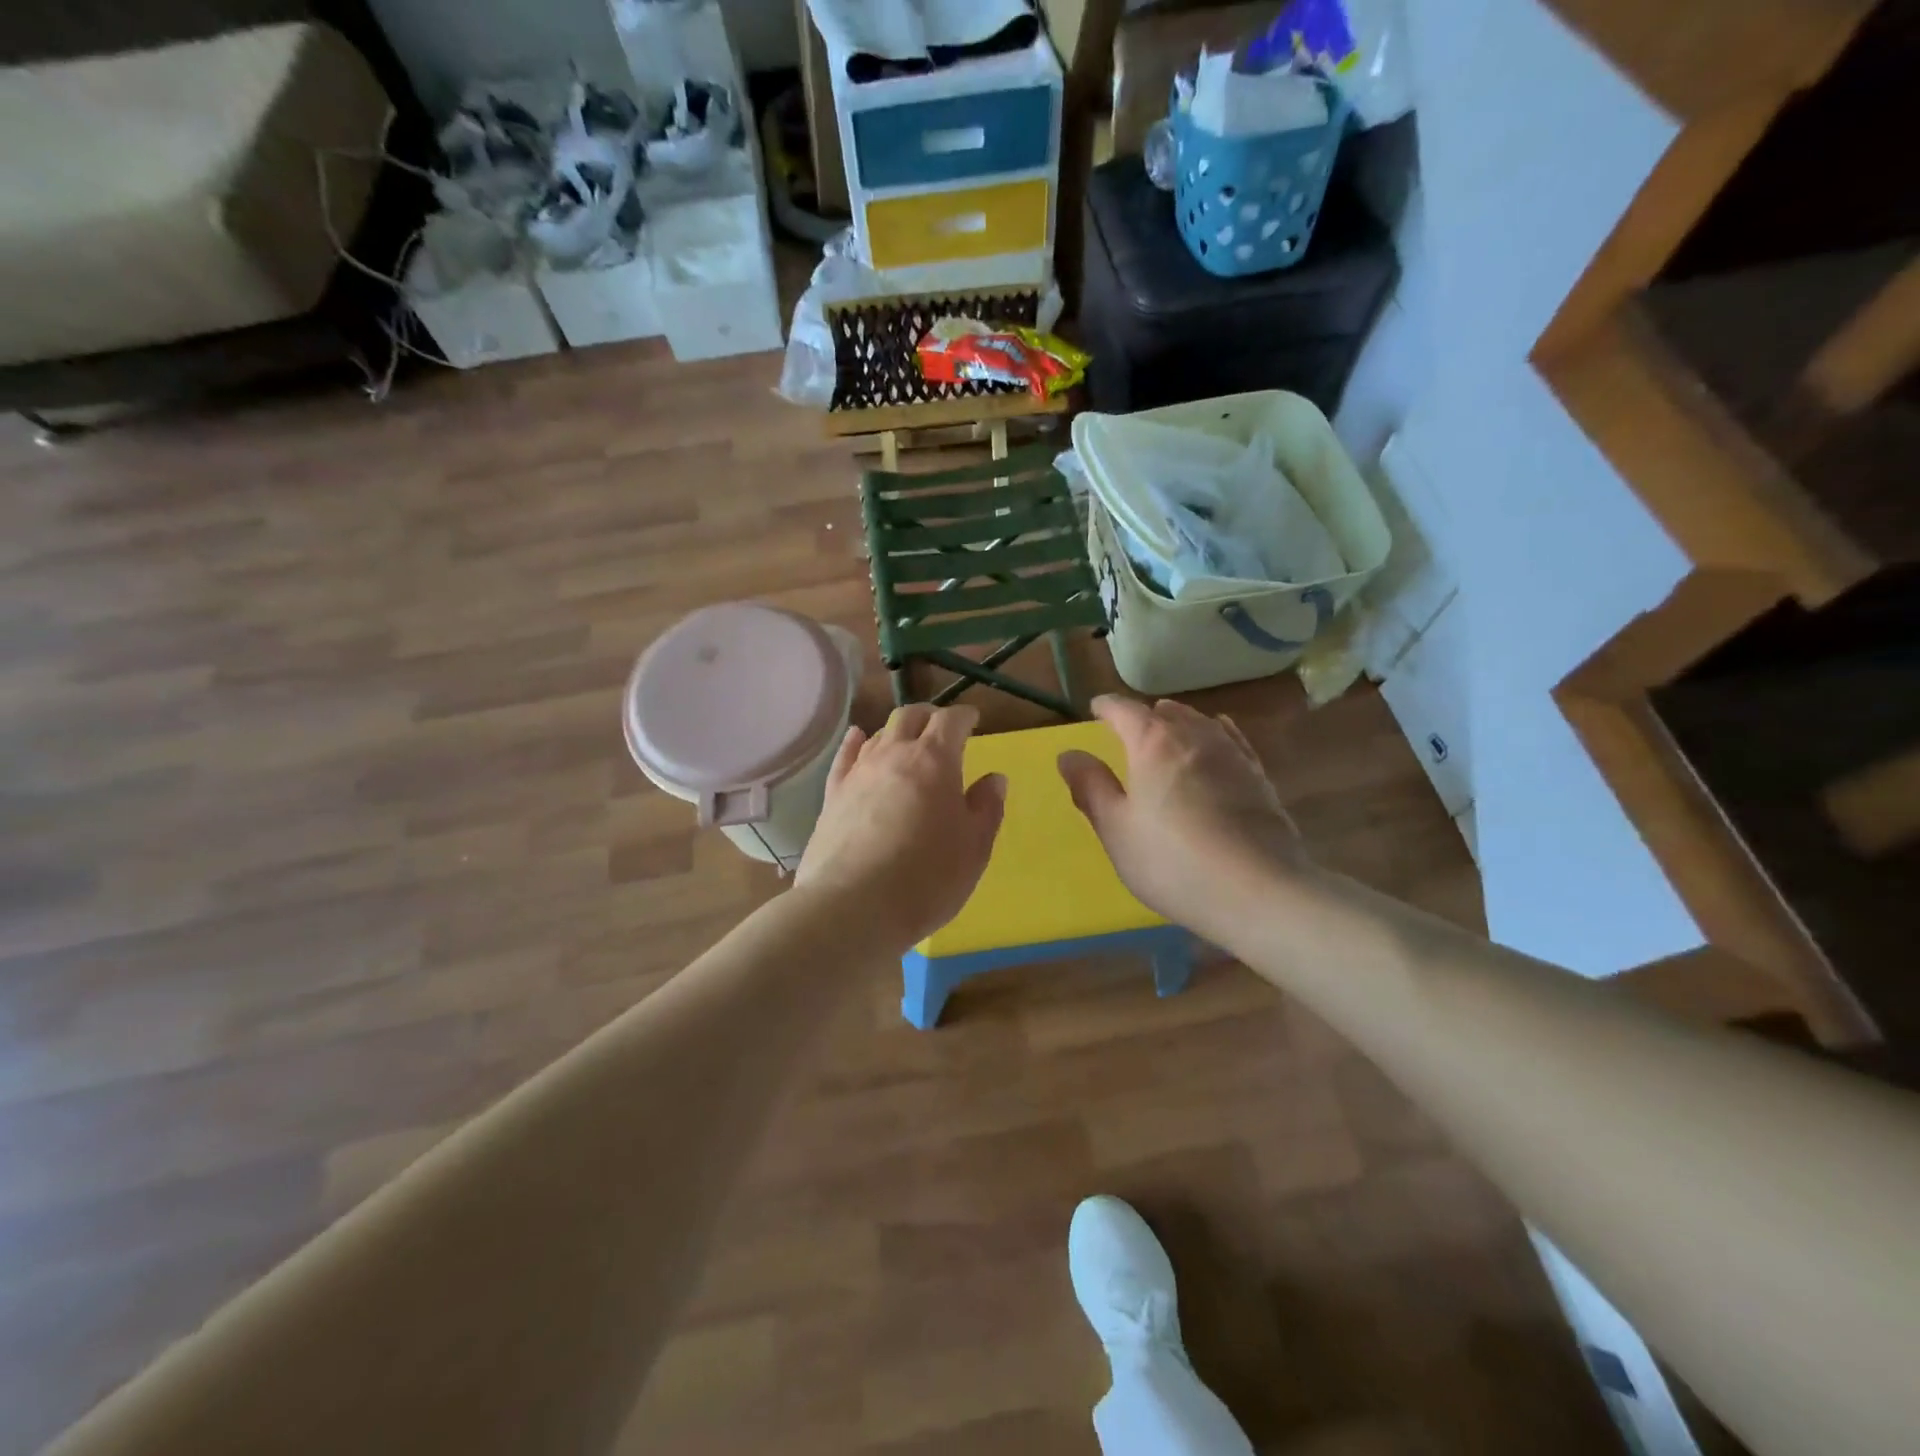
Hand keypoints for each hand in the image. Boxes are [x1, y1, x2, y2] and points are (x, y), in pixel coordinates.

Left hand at [795, 703, 1005, 953]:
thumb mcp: (974, 848)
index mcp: (935, 761)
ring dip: (896, 731)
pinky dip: (856, 742)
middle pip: (909, 717)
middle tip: (941, 727)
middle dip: (929, 716)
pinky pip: (845, 756)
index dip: (964, 716)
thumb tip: (994, 778)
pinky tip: (858, 737)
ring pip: (878, 734)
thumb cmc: (927, 878)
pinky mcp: (833, 794)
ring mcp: (859, 773)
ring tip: (907, 742)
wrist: (853, 906)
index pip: (951, 721)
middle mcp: (894, 754)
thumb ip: (986, 808)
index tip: (973, 719)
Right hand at [1057, 695, 1308, 935]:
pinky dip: (1212, 736)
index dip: (1106, 707)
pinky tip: (1213, 745)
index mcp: (1153, 742)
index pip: (1124, 710)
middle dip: (1143, 716)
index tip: (1095, 709)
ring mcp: (1232, 753)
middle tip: (1127, 731)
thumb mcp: (1117, 830)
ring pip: (1199, 722)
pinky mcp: (1258, 776)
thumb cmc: (1172, 861)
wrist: (1259, 891)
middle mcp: (1195, 735)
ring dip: (1178, 723)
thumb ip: (1091, 787)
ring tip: (1166, 735)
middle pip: (1164, 712)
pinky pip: (1230, 740)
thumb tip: (1069, 754)